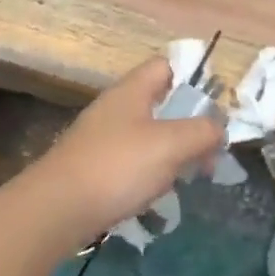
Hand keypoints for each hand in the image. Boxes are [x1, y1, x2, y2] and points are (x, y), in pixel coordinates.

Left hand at [20, 56, 226, 250]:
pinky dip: (149, 174)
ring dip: (171, 153)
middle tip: (209, 154)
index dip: (192, 79)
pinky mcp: (93, 168)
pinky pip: (131, 162)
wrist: (56, 209)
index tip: (214, 107)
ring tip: (188, 178)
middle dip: (188, 126)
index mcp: (132, 91)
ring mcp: (101, 138)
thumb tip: (218, 128)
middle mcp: (115, 108)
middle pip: (159, 104)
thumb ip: (202, 131)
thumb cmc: (117, 167)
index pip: (165, 66)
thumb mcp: (171, 145)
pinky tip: (155, 196)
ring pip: (147, 135)